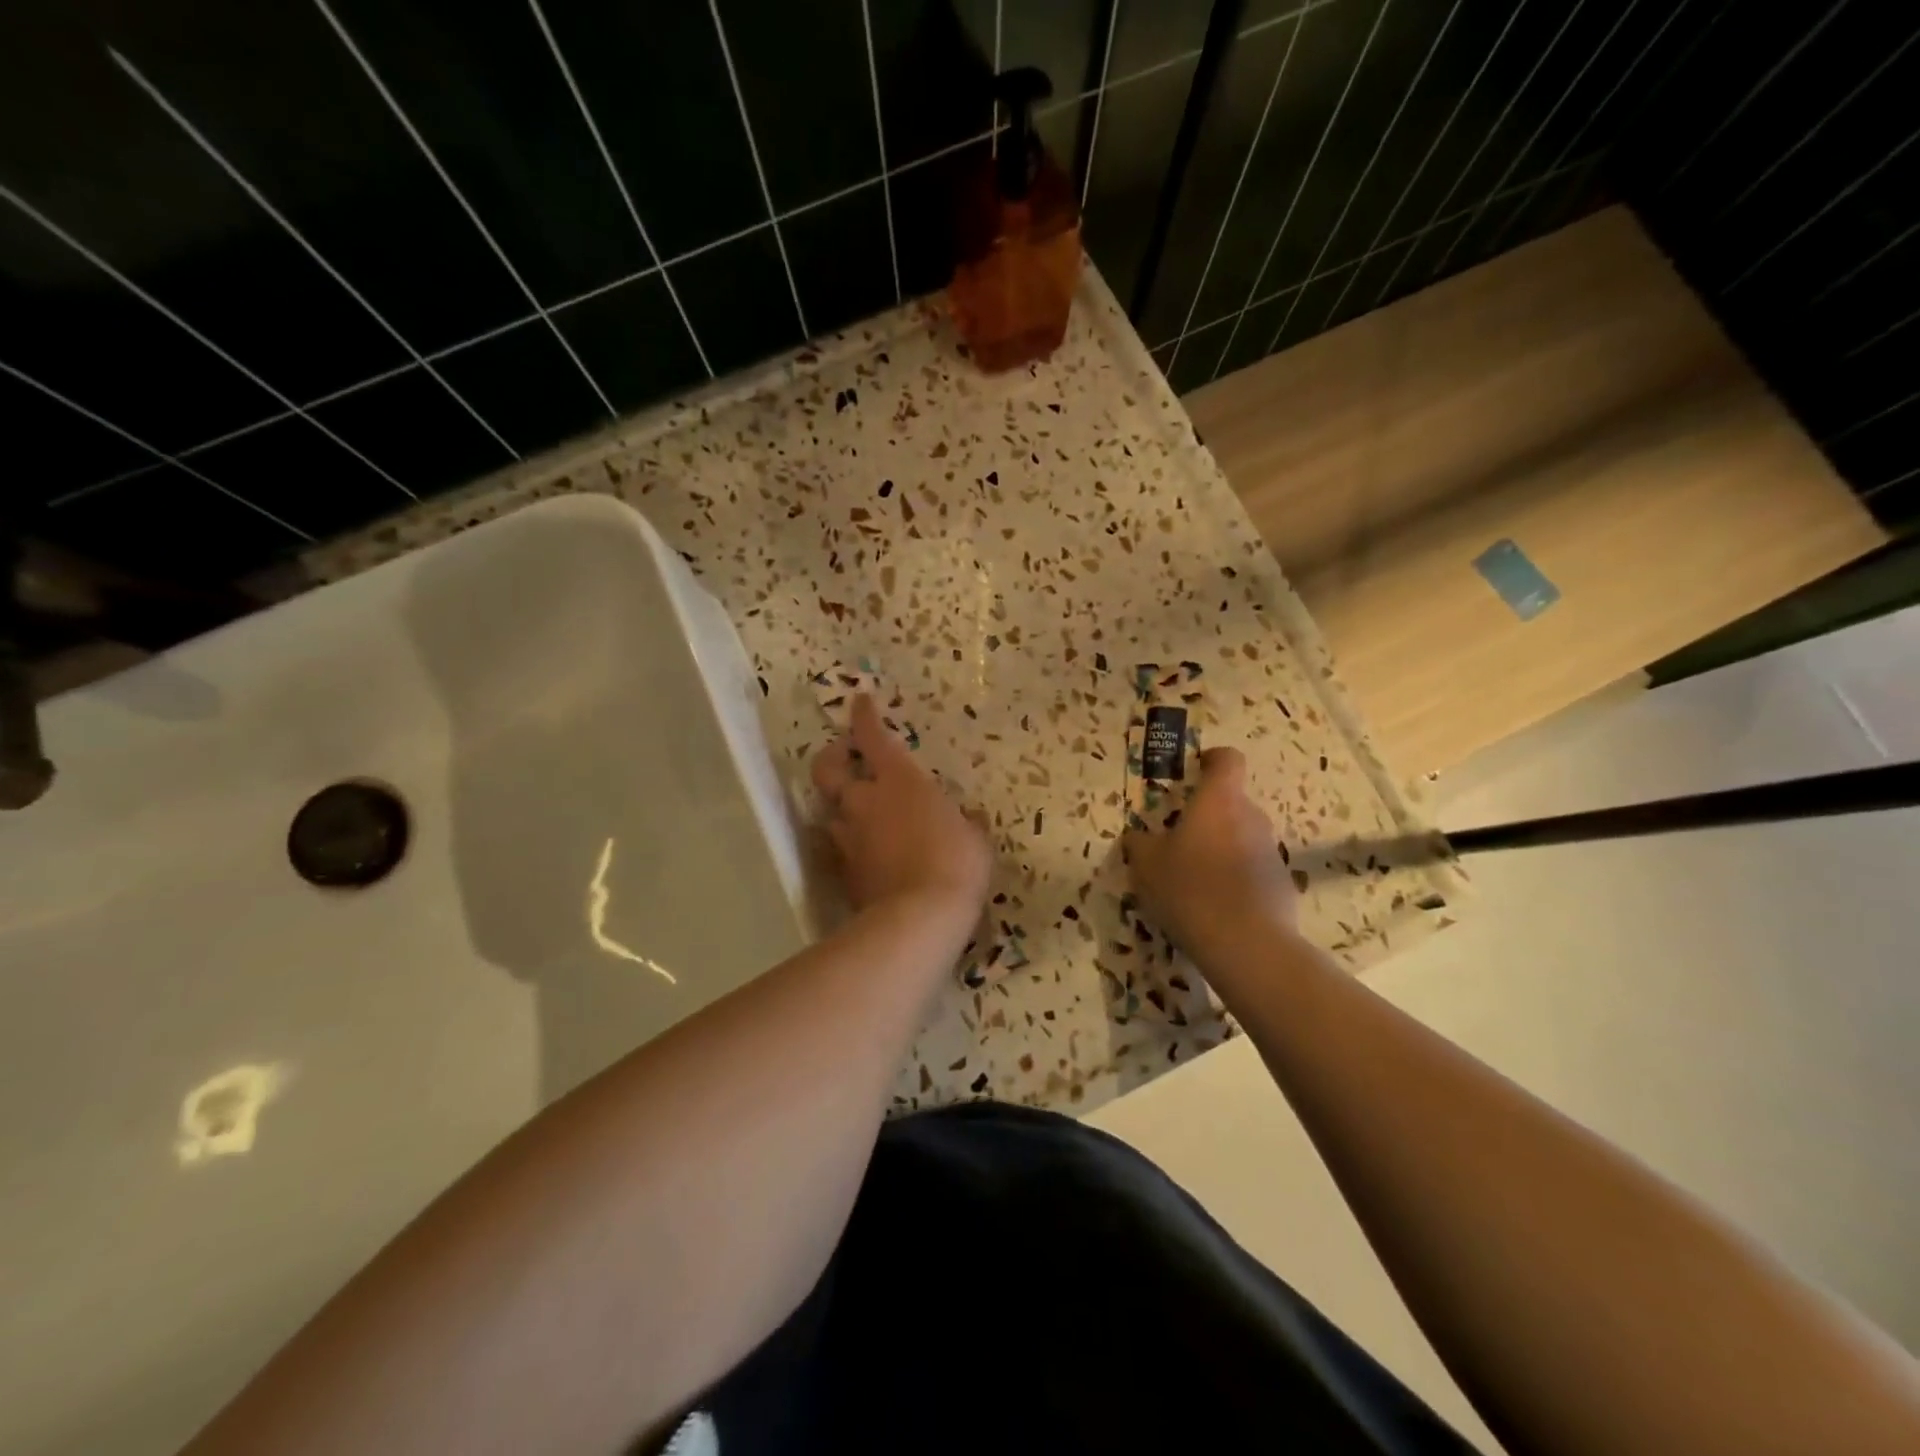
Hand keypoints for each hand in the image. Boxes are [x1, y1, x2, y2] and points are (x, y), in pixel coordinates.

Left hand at [811, 694, 991, 918]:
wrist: (920, 917)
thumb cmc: (956, 863)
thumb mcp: (974, 837)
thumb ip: (964, 822)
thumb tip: (966, 819)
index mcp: (898, 781)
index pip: (871, 737)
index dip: (863, 716)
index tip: (859, 702)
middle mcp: (864, 802)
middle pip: (827, 770)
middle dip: (830, 758)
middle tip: (841, 758)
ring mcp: (849, 838)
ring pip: (830, 812)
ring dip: (841, 807)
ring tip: (858, 812)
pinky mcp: (844, 871)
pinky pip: (841, 848)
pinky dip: (850, 843)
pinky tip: (867, 852)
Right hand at [1124, 746, 1298, 956]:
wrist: (1246, 945)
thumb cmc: (1189, 889)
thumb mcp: (1146, 864)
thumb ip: (1140, 842)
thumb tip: (1139, 836)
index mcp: (1218, 801)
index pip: (1227, 759)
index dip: (1211, 760)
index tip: (1194, 771)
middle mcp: (1251, 817)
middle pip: (1231, 803)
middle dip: (1208, 816)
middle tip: (1179, 840)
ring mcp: (1271, 851)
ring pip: (1242, 837)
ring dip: (1222, 849)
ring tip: (1195, 880)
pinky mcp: (1282, 884)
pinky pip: (1253, 870)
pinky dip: (1236, 879)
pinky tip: (1216, 908)